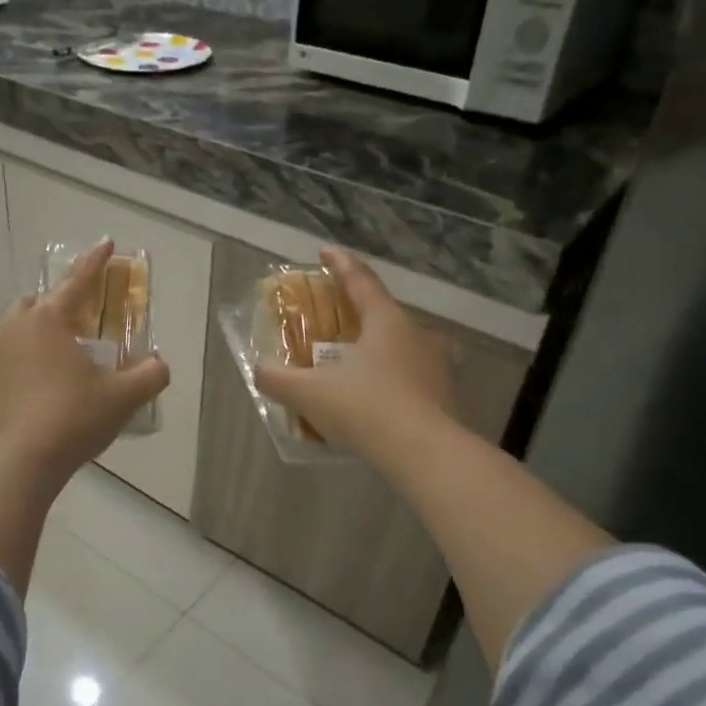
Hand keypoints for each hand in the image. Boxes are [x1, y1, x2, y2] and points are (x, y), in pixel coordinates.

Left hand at [0, 239, 169, 474]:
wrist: (12, 465)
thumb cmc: (71, 420)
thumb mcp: (121, 399)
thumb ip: (148, 376)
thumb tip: (158, 365)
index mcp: (46, 322)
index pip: (77, 282)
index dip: (94, 263)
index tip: (106, 243)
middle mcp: (7, 331)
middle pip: (32, 308)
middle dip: (52, 311)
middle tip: (72, 333)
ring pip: (6, 340)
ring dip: (27, 347)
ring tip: (46, 376)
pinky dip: (6, 381)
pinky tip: (20, 407)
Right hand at [253, 247, 459, 467]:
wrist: (423, 454)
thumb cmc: (365, 408)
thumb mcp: (309, 393)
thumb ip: (278, 379)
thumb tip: (259, 370)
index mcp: (386, 321)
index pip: (360, 281)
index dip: (340, 264)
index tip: (326, 251)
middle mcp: (417, 335)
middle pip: (386, 314)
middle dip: (362, 313)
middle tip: (339, 322)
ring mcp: (438, 367)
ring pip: (406, 347)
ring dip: (383, 349)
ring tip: (361, 365)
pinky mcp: (447, 398)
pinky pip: (416, 379)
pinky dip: (396, 382)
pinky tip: (380, 402)